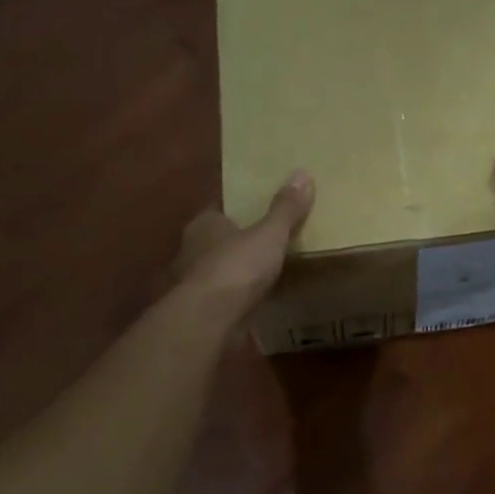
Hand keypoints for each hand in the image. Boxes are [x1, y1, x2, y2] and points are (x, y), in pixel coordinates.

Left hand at [174, 171, 314, 315]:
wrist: (210, 320)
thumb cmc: (237, 267)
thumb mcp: (270, 233)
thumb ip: (285, 208)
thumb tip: (302, 173)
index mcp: (204, 224)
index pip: (221, 208)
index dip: (240, 208)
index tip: (261, 208)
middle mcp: (192, 249)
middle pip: (219, 238)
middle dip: (239, 238)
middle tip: (269, 237)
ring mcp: (194, 281)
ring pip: (219, 267)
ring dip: (237, 269)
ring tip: (265, 269)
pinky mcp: (201, 309)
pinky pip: (224, 295)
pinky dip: (238, 295)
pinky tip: (256, 297)